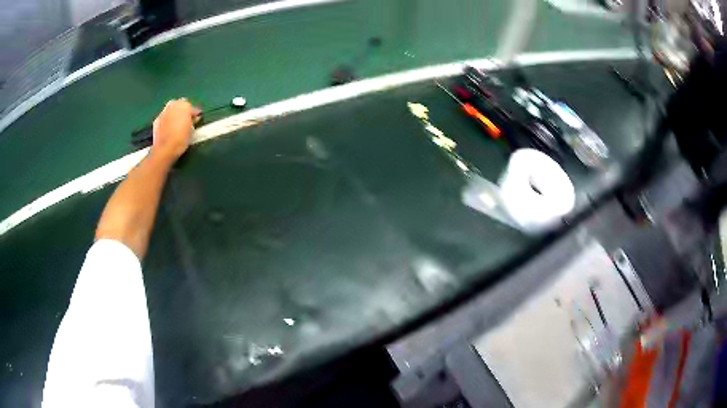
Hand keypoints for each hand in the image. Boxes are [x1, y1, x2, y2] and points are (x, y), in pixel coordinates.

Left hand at [151, 98, 200, 162]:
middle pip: (180, 104)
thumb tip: (194, 119)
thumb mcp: (192, 130)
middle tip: (186, 120)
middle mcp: (173, 105)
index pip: (192, 107)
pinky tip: (168, 128)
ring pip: (171, 109)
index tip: (196, 120)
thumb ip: (193, 121)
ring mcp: (163, 112)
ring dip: (174, 114)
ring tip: (177, 124)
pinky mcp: (156, 120)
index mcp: (184, 105)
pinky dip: (167, 120)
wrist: (165, 149)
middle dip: (183, 110)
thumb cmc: (181, 139)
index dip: (194, 114)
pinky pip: (164, 117)